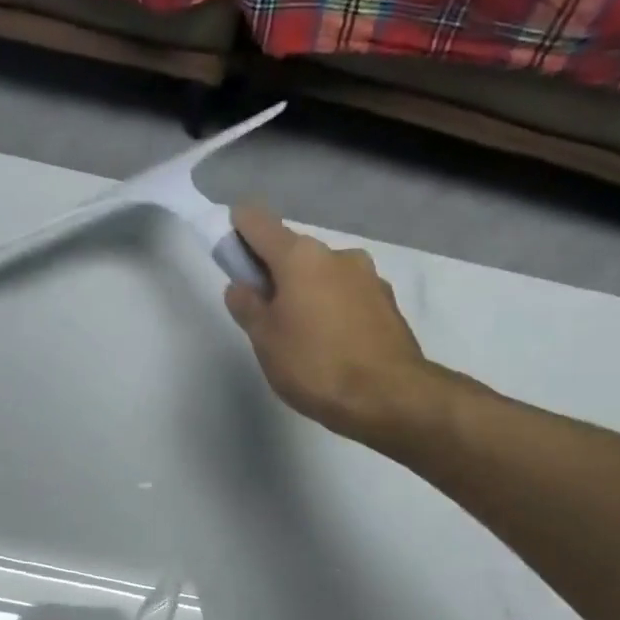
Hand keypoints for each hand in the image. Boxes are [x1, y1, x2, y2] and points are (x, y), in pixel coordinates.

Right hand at [224, 205, 444, 443]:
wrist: (388, 397)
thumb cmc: (315, 365)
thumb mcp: (265, 340)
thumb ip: (248, 307)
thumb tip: (241, 286)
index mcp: (301, 256)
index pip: (259, 223)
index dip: (239, 231)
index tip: (230, 254)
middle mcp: (338, 255)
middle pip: (294, 253)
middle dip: (276, 275)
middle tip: (265, 317)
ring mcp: (368, 277)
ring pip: (324, 276)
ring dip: (308, 294)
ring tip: (302, 338)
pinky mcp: (388, 303)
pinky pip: (348, 297)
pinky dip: (333, 311)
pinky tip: (332, 345)